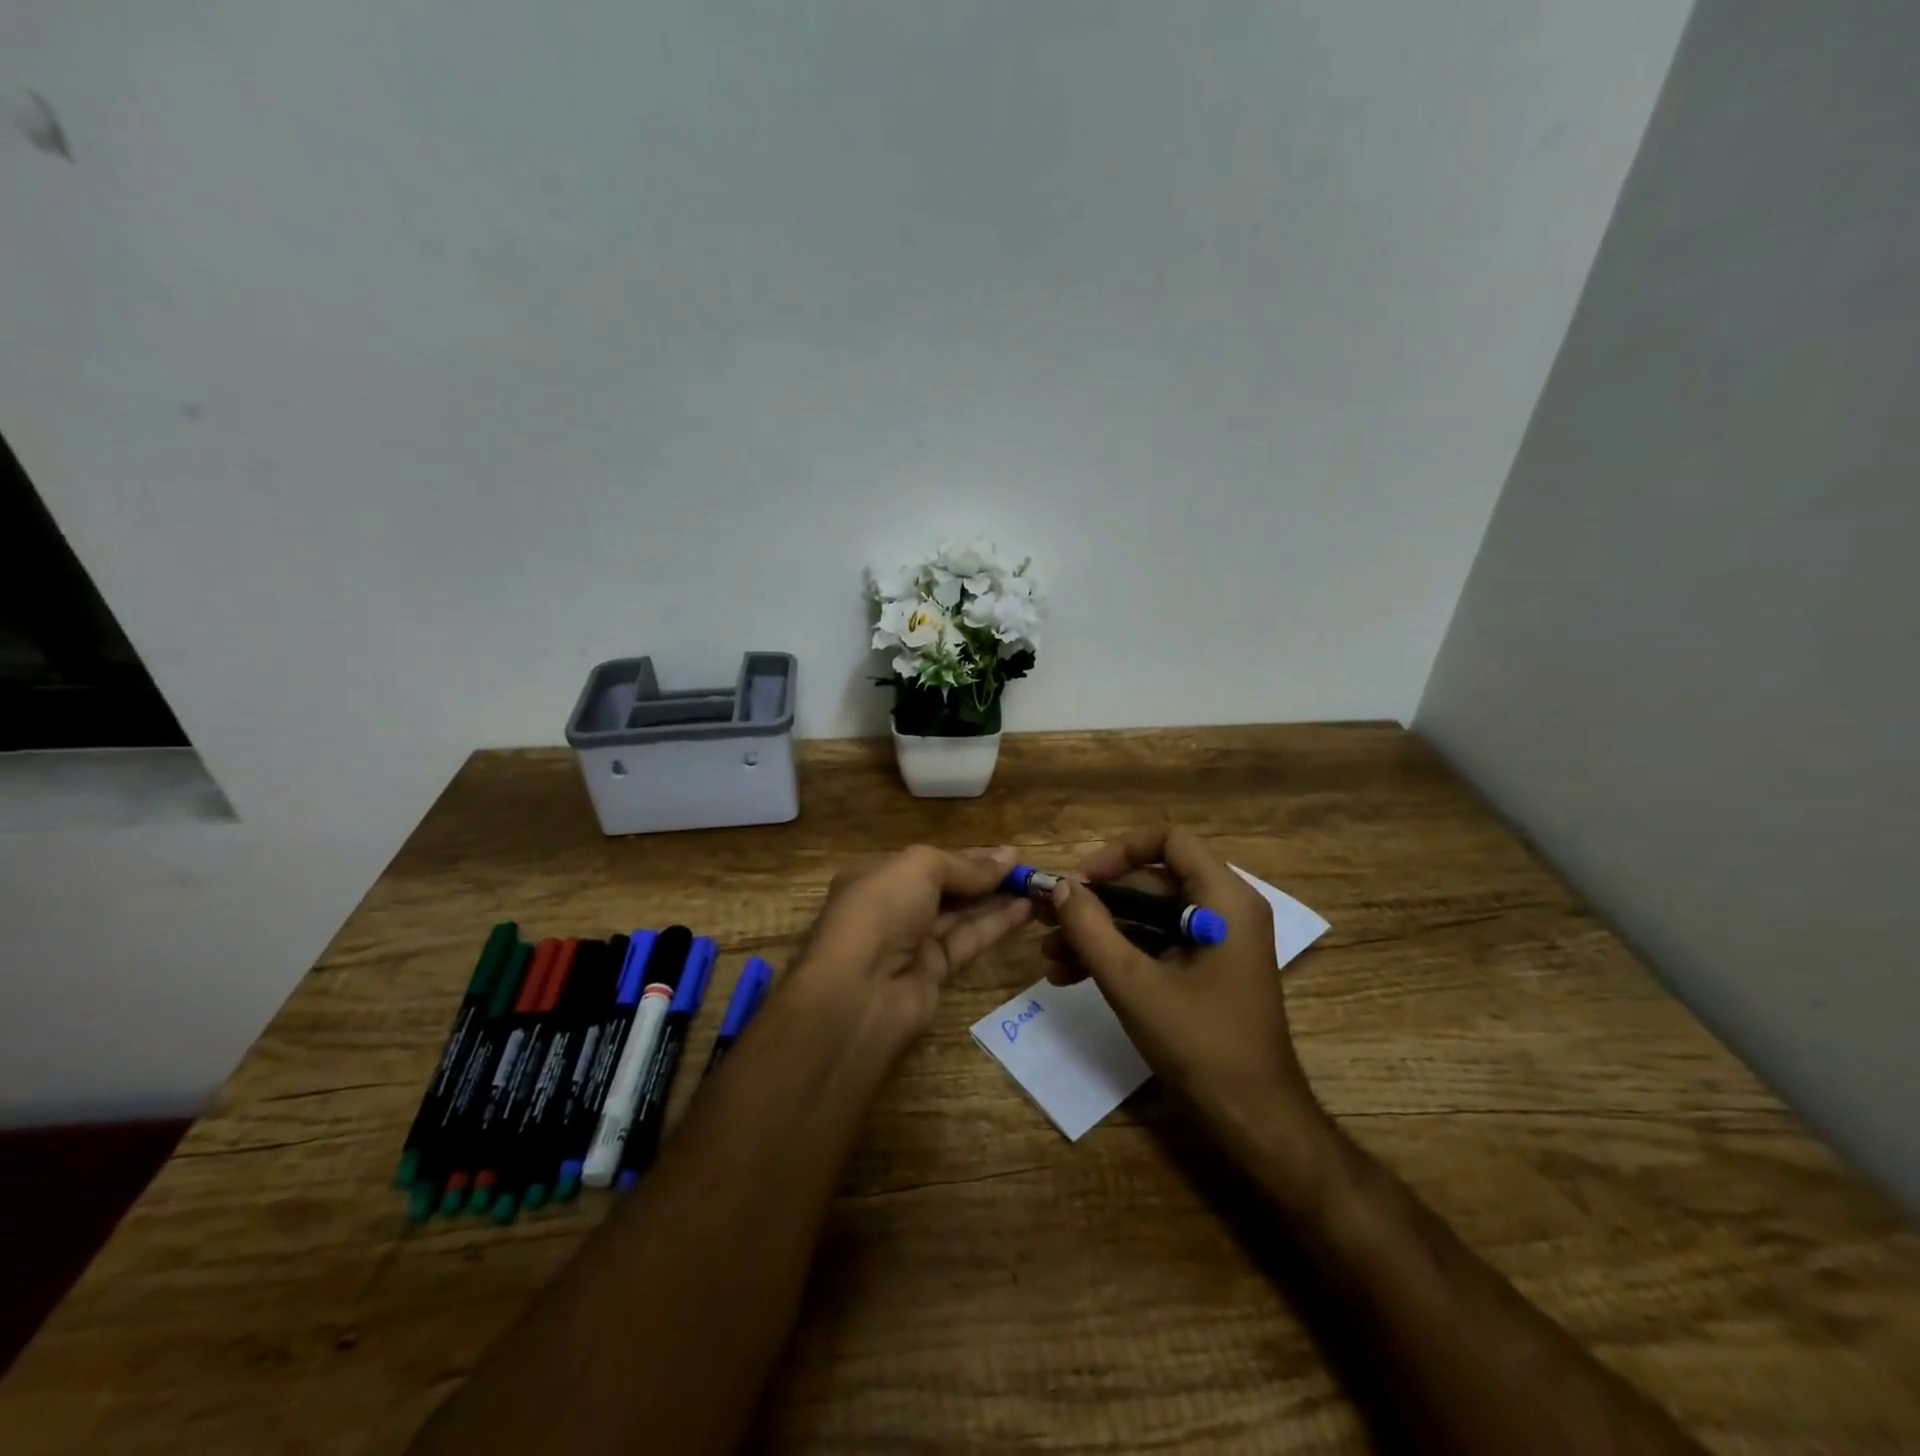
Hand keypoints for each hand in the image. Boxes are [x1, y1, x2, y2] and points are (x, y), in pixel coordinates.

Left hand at [795, 844, 1033, 1040]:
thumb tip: (1006, 858)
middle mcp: (892, 907)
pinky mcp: (933, 972)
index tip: (1008, 853)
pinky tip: (1025, 910)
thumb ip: (964, 865)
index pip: (928, 861)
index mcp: (876, 876)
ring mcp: (911, 942)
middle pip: (946, 887)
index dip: (968, 856)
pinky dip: (995, 924)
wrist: (859, 995)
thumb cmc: (880, 913)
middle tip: (1027, 869)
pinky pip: (968, 940)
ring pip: (960, 914)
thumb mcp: (919, 868)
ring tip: (1036, 887)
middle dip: (984, 877)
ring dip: (996, 899)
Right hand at [1042, 827, 1328, 1163]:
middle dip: (1095, 902)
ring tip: (1048, 956)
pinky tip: (1069, 977)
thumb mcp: (1134, 984)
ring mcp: (1215, 942)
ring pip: (1146, 917)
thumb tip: (1060, 886)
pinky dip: (1116, 955)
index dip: (1119, 852)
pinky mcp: (1203, 971)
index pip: (1169, 841)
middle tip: (1047, 918)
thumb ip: (1091, 929)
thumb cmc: (1199, 1044)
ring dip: (1097, 933)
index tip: (1080, 881)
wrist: (1253, 1121)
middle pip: (1150, 881)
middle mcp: (1224, 911)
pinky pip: (1154, 945)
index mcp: (1224, 900)